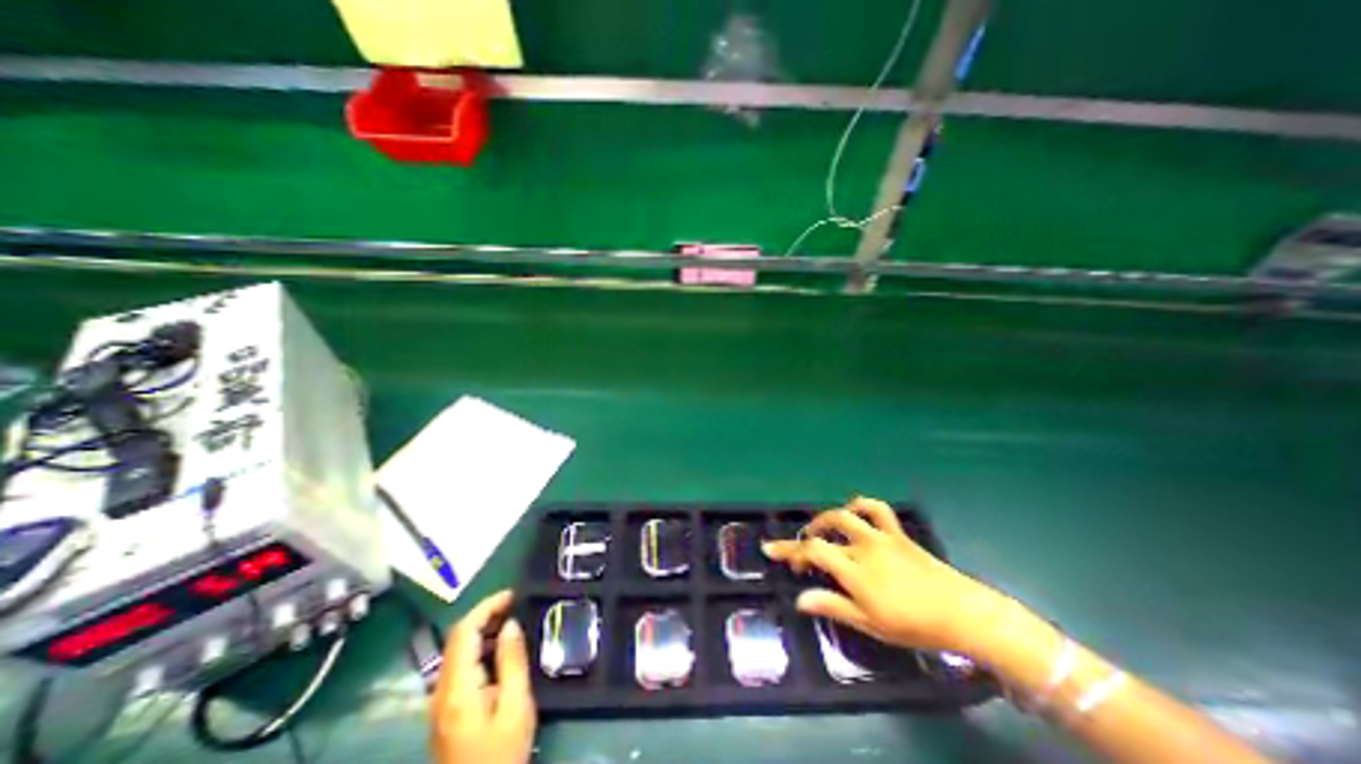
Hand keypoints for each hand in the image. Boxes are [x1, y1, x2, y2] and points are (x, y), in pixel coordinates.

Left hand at [434, 591, 534, 763]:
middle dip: (485, 614)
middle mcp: (440, 692)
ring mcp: (438, 703)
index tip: (512, 594)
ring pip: (456, 651)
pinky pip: (458, 667)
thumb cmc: (502, 753)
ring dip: (482, 630)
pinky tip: (498, 650)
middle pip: (456, 639)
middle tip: (515, 604)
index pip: (463, 632)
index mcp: (457, 689)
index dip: (486, 606)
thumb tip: (510, 623)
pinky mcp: (444, 711)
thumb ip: (512, 661)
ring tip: (511, 621)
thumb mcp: (516, 705)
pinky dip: (478, 649)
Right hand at [763, 497, 996, 653]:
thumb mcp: (870, 623)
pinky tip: (853, 511)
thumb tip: (800, 599)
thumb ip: (833, 606)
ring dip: (826, 518)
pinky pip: (877, 508)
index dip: (790, 550)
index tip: (773, 551)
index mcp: (855, 571)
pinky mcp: (897, 533)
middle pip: (824, 530)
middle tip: (800, 552)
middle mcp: (863, 547)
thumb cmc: (913, 625)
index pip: (813, 552)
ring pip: (845, 515)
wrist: (962, 613)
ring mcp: (881, 537)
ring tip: (820, 529)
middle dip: (805, 536)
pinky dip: (861, 504)